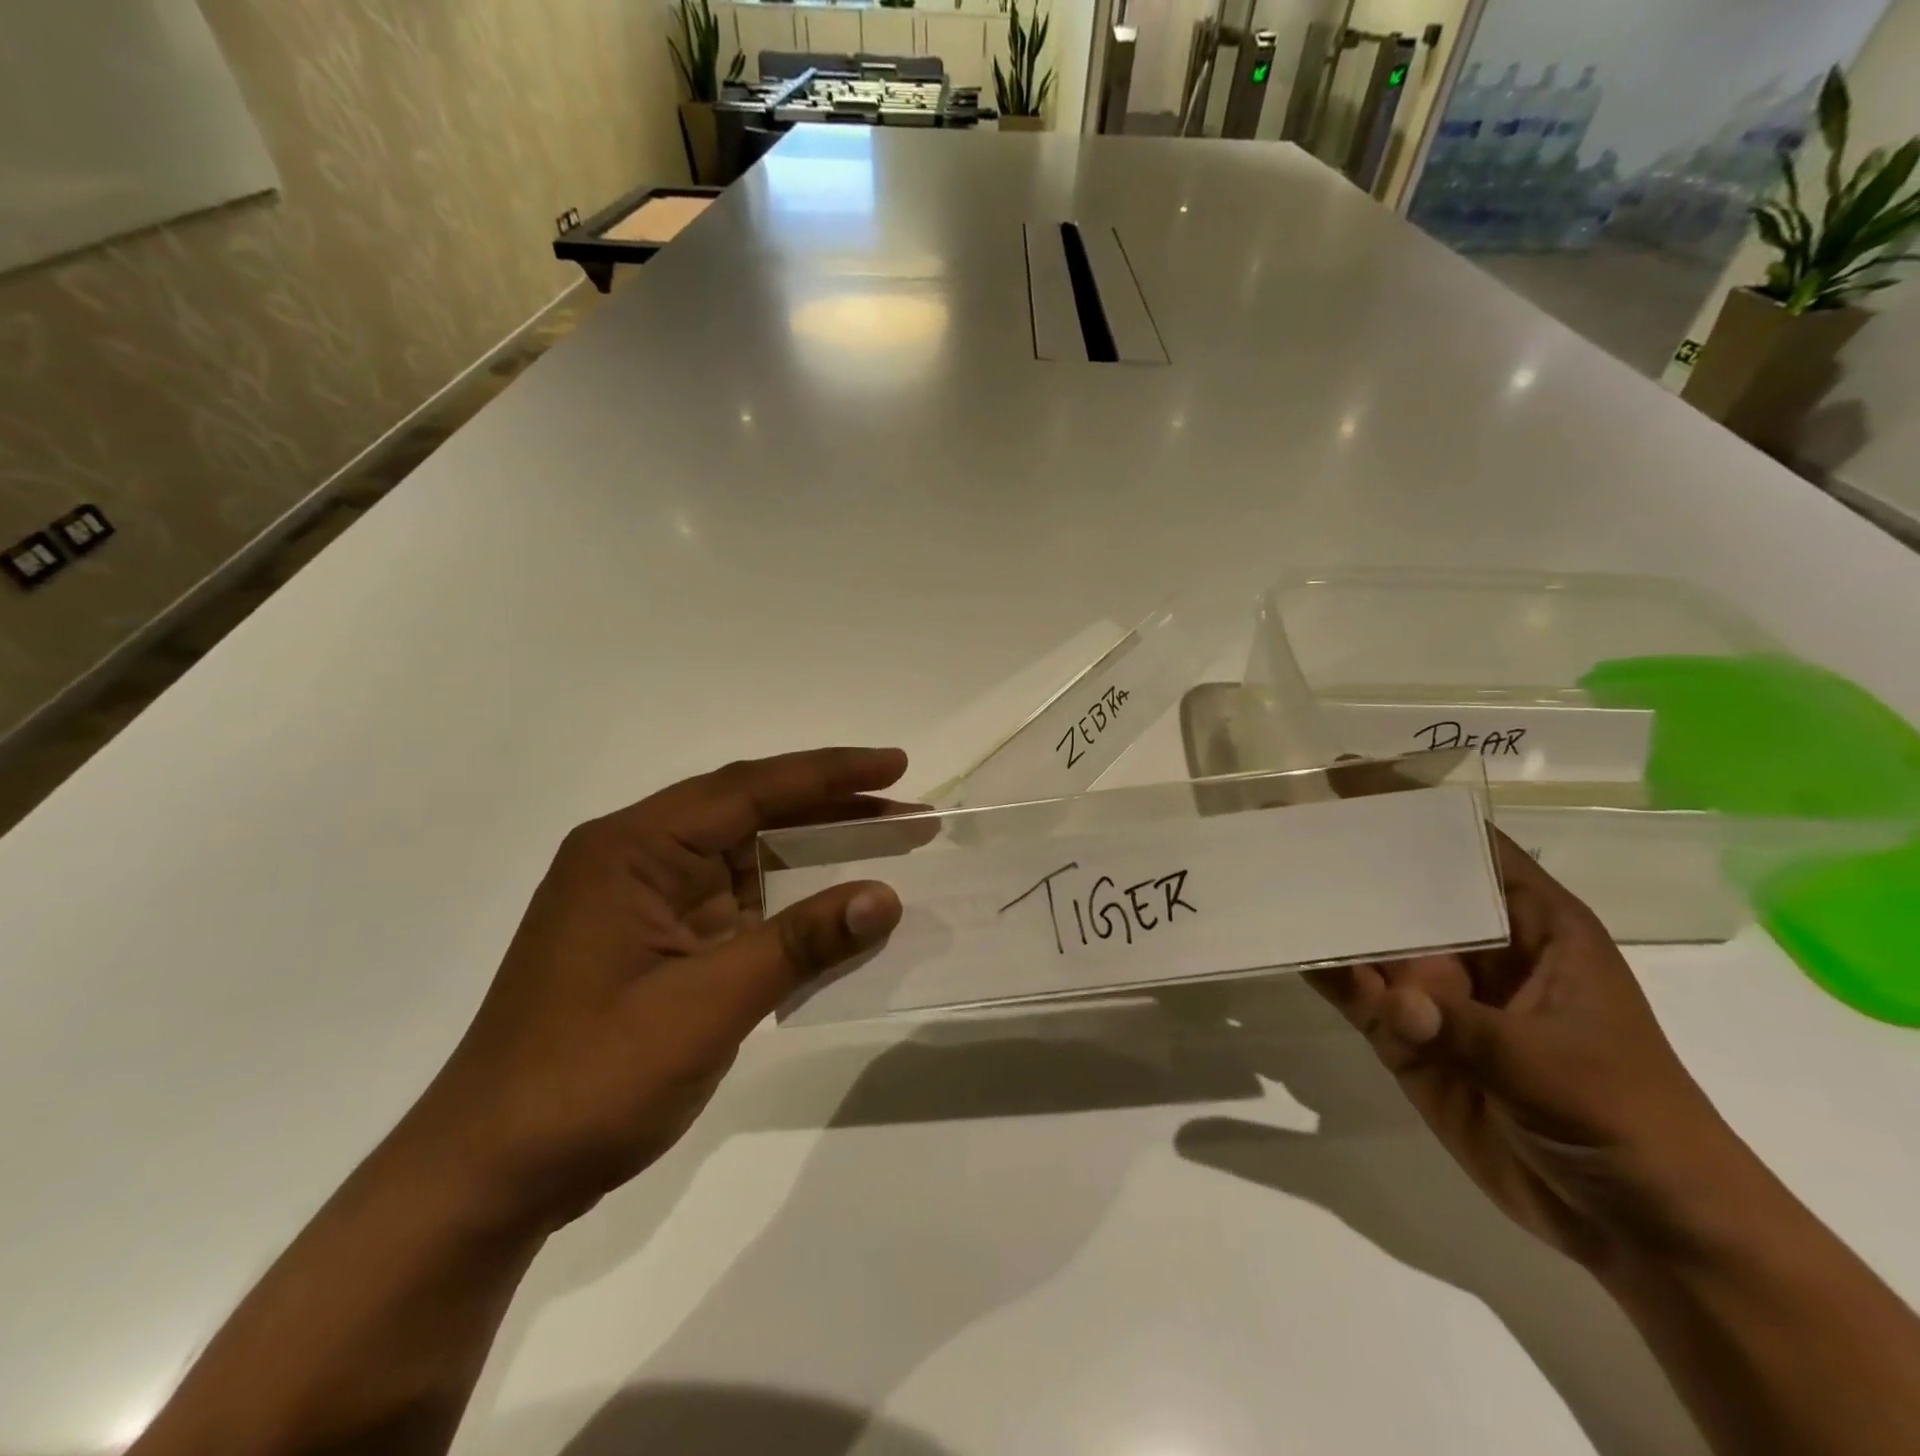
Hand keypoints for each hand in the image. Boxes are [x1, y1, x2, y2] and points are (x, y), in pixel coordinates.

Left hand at [395, 748, 909, 1235]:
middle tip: (908, 813)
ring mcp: (647, 902)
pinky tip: (835, 916)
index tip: (896, 765)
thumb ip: (799, 944)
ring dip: (814, 858)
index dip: (830, 773)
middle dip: (832, 811)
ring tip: (887, 852)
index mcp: (633, 849)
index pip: (748, 789)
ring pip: (748, 860)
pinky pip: (738, 906)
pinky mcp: (658, 943)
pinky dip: (789, 908)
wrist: (491, 1175)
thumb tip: (884, 896)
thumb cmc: (589, 1079)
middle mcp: (638, 859)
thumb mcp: (706, 1007)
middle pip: (751, 814)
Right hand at [1307, 832, 1743, 1269]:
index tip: (1345, 773)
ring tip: (1268, 876)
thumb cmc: (1631, 1120)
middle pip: (1404, 886)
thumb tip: (1392, 1001)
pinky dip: (1325, 973)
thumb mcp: (1561, 1070)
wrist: (1639, 1227)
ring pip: (1371, 938)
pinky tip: (1288, 948)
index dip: (1410, 806)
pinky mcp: (1406, 1037)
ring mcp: (1437, 993)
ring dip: (1326, 912)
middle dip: (1350, 855)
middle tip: (1281, 819)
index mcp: (1532, 926)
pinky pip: (1357, 994)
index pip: (1468, 846)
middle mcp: (1476, 947)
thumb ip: (1472, 1033)